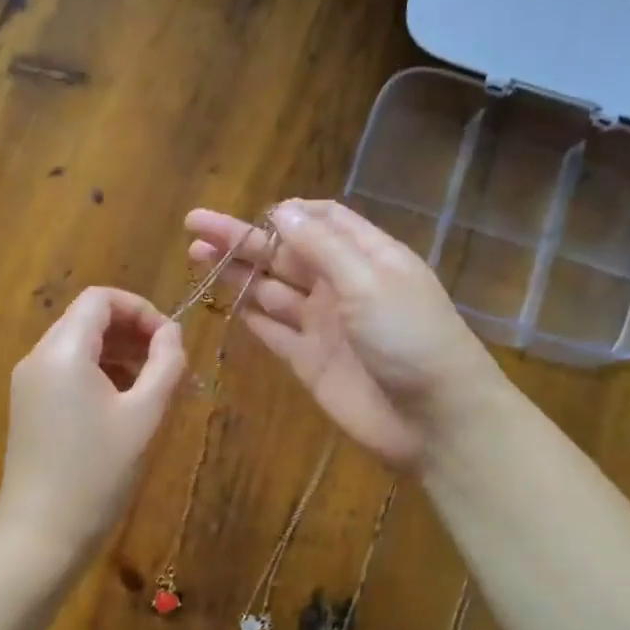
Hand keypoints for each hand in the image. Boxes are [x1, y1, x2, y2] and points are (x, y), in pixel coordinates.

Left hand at [0, 287, 186, 559]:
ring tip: (151, 384)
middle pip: (87, 318)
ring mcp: (29, 383)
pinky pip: (66, 370)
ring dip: (118, 352)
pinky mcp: (28, 406)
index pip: (101, 299)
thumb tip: (173, 333)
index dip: (141, 309)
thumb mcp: (143, 415)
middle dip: (132, 331)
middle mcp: (38, 357)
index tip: (170, 341)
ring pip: (78, 344)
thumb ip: (164, 365)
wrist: (41, 533)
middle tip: (167, 363)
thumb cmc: (98, 472)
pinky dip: (98, 372)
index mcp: (63, 351)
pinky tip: (123, 404)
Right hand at [184, 199, 505, 469]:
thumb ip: (322, 247)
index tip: (252, 213)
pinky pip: (273, 331)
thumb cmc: (410, 338)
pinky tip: (222, 301)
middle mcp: (342, 285)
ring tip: (196, 255)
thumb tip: (280, 210)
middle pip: (286, 253)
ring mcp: (324, 325)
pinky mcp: (309, 361)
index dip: (287, 214)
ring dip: (237, 273)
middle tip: (194, 225)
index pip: (323, 220)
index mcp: (367, 256)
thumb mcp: (369, 281)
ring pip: (272, 290)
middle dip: (243, 239)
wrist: (434, 420)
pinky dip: (250, 316)